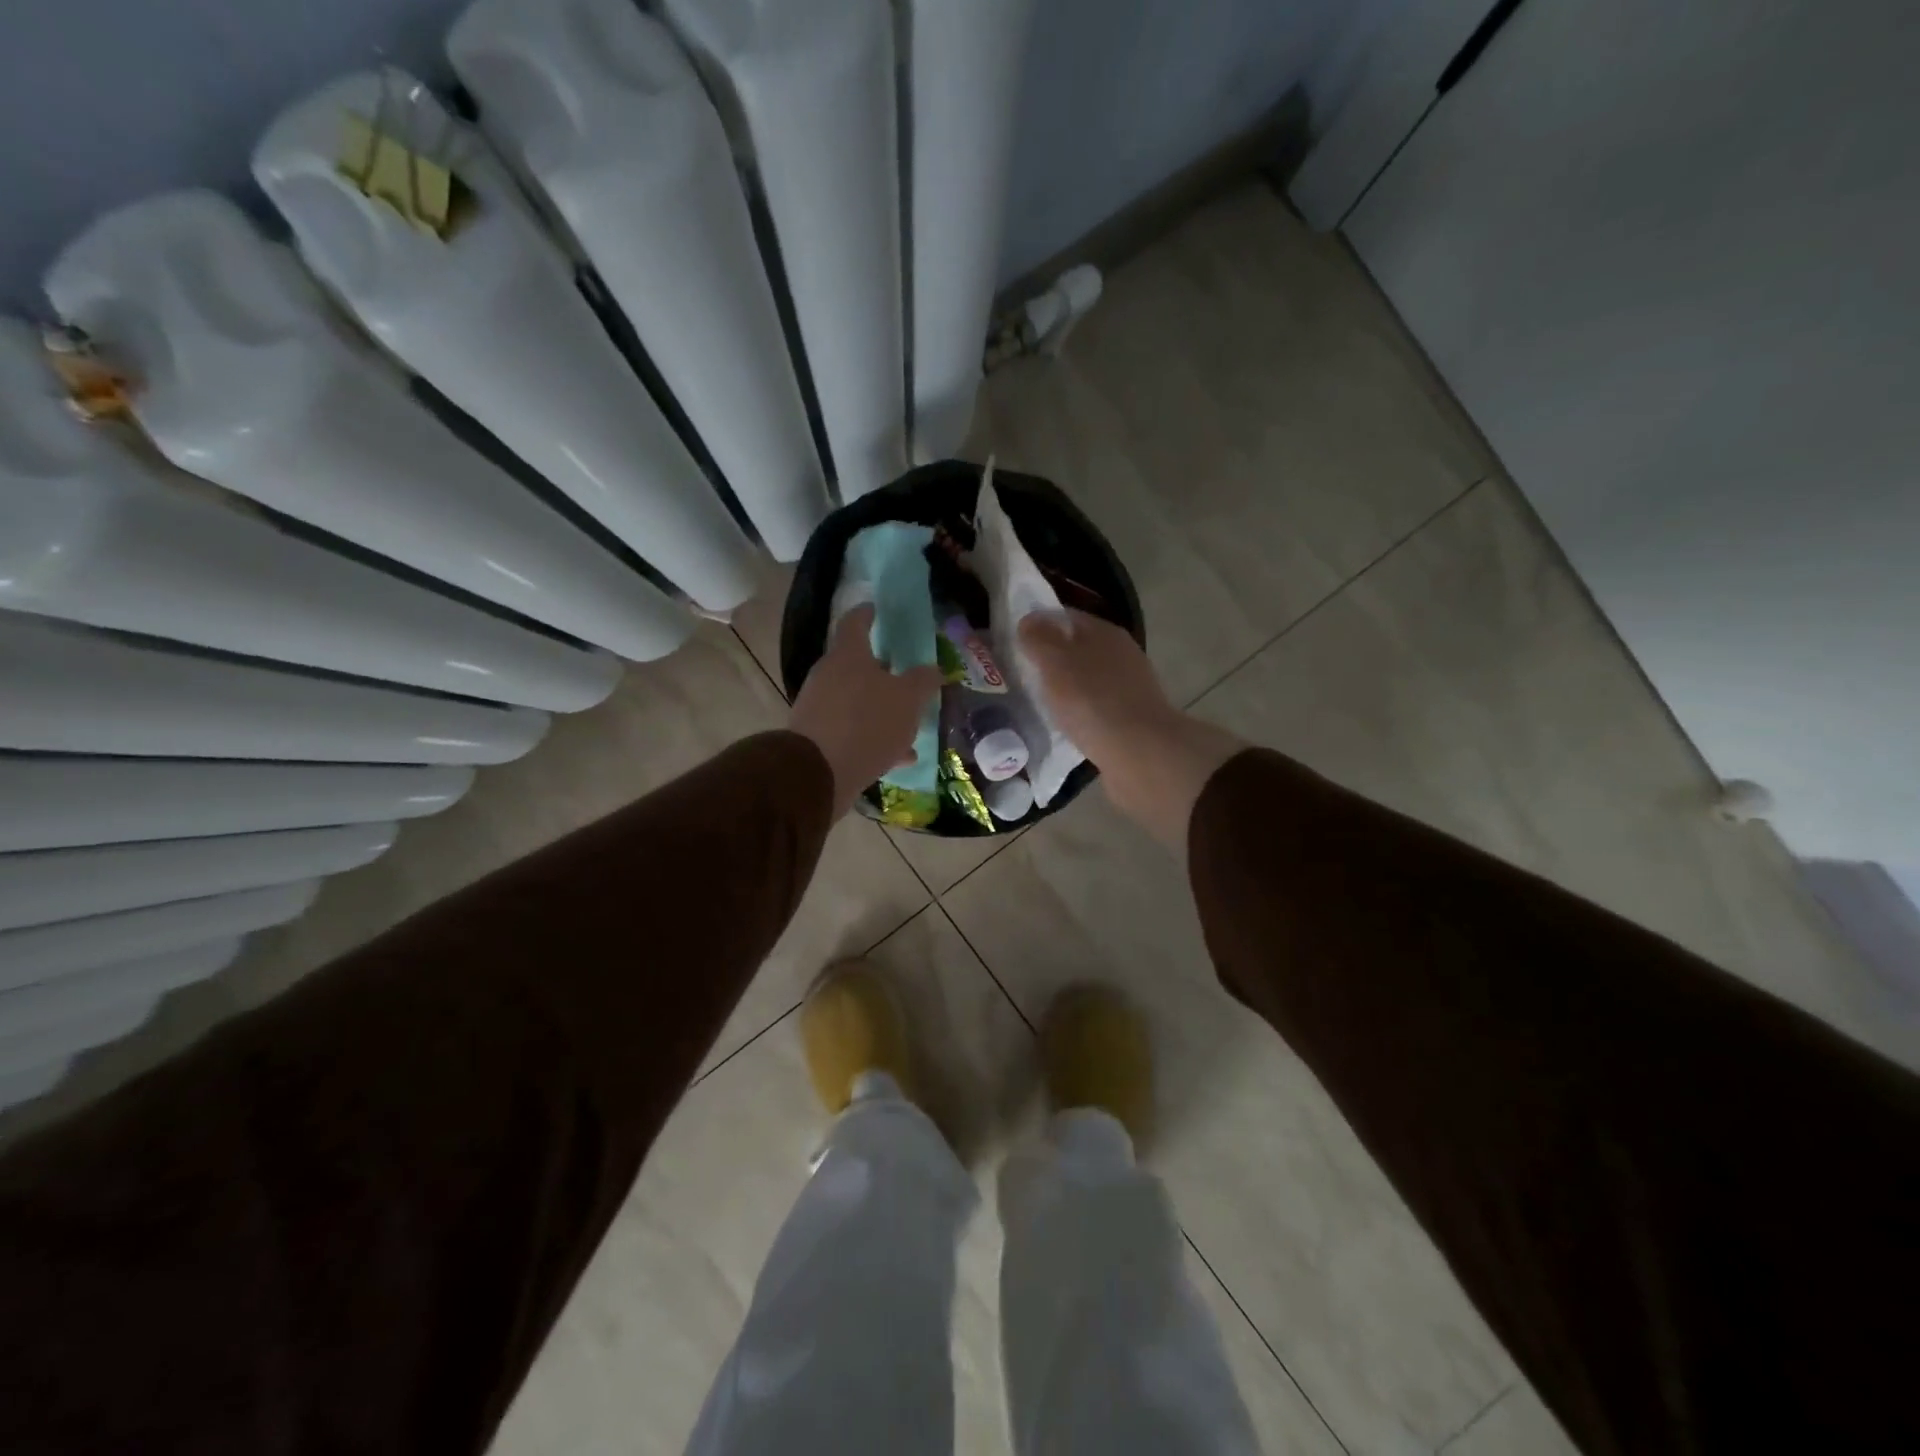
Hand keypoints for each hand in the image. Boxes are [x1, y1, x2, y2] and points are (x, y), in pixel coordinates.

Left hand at [789, 605, 942, 818]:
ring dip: (880, 709)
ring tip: (908, 724)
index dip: (867, 613)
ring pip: (856, 701)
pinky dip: (873, 737)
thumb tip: (932, 669)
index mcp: (848, 655)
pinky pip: (852, 731)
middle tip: (904, 673)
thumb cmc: (867, 723)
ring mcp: (819, 708)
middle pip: (855, 665)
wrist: (819, 773)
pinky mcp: (818, 739)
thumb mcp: (908, 700)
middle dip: (881, 670)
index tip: (876, 609)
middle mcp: (828, 676)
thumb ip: (922, 681)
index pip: (855, 622)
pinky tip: (898, 756)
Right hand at [1018, 610, 1244, 847]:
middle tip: (1018, 672)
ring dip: (1063, 686)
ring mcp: (1128, 687)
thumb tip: (1028, 619)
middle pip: (1077, 647)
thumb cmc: (1093, 701)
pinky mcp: (1129, 718)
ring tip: (1035, 700)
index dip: (1038, 623)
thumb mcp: (1056, 663)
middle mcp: (1120, 654)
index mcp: (1104, 632)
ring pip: (1086, 678)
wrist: (1140, 754)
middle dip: (1049, 657)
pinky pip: (1094, 707)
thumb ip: (1039, 638)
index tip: (1012, 640)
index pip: (1066, 617)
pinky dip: (1077, 711)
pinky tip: (1061, 725)